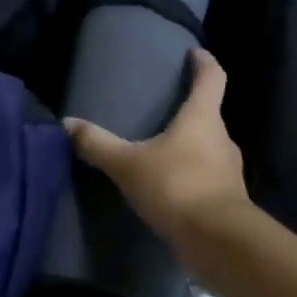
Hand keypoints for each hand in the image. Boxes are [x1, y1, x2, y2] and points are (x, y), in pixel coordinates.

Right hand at [65, 49, 252, 251]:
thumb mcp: (128, 164)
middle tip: (168, 108)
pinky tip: (172, 187)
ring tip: (165, 149)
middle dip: (192, 110)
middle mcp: (222, 138)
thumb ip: (98, 145)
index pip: (212, 78)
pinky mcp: (229, 201)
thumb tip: (66, 123)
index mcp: (202, 118)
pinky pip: (209, 178)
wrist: (219, 243)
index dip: (204, 63)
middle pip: (210, 115)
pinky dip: (193, 176)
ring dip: (192, 146)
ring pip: (210, 149)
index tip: (196, 53)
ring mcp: (230, 172)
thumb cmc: (177, 186)